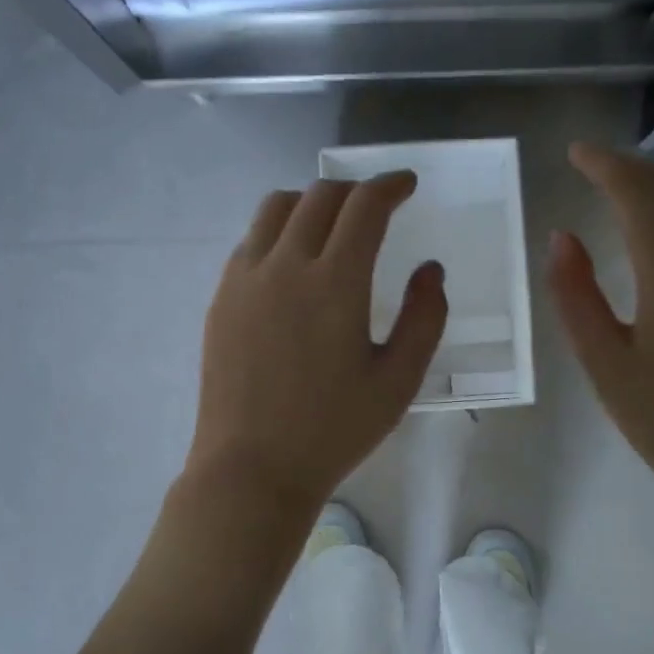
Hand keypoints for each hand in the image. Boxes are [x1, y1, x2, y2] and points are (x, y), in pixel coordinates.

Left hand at [185, 172, 447, 535]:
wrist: (251, 468)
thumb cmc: (333, 430)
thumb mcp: (398, 381)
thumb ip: (424, 318)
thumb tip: (430, 270)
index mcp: (335, 282)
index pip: (365, 206)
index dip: (390, 185)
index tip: (406, 185)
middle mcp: (286, 264)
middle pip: (321, 195)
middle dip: (355, 189)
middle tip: (376, 205)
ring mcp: (246, 277)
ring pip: (278, 207)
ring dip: (312, 201)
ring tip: (332, 223)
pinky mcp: (222, 295)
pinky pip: (252, 238)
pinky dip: (279, 228)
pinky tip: (293, 259)